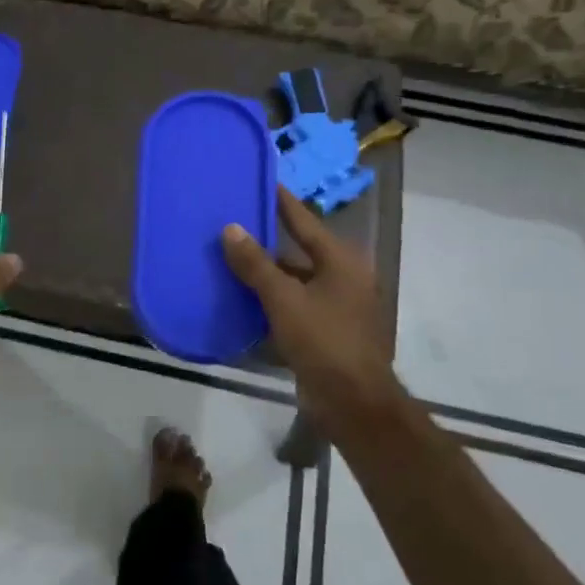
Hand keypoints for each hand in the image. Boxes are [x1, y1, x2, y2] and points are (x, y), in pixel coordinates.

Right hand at [222, 187, 399, 431]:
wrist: (354, 402)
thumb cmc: (323, 341)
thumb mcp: (284, 299)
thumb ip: (255, 264)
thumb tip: (231, 228)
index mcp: (341, 261)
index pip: (305, 221)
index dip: (283, 202)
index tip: (263, 181)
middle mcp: (344, 277)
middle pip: (301, 249)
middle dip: (269, 238)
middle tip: (237, 221)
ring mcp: (338, 306)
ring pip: (297, 278)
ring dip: (269, 271)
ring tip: (233, 257)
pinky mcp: (328, 330)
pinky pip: (296, 303)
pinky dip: (274, 298)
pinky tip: (245, 297)